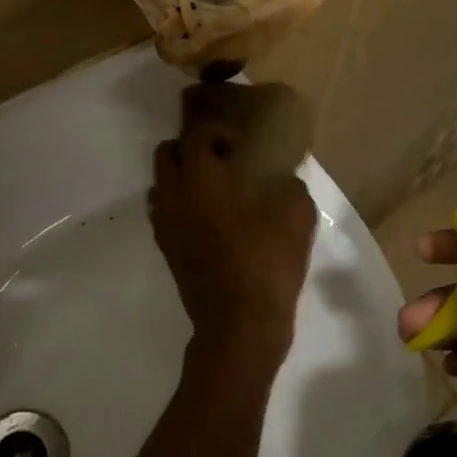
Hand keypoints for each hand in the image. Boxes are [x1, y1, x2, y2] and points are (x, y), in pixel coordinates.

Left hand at [149, 106, 316, 368]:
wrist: (239, 325)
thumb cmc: (266, 261)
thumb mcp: (296, 215)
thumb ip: (289, 186)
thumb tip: (284, 180)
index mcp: (200, 177)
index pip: (196, 134)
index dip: (219, 131)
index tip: (242, 144)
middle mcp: (173, 194)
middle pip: (167, 154)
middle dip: (191, 149)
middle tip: (224, 160)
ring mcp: (165, 224)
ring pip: (160, 184)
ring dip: (182, 178)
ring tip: (215, 190)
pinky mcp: (166, 250)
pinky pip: (164, 213)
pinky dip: (180, 206)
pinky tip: (211, 220)